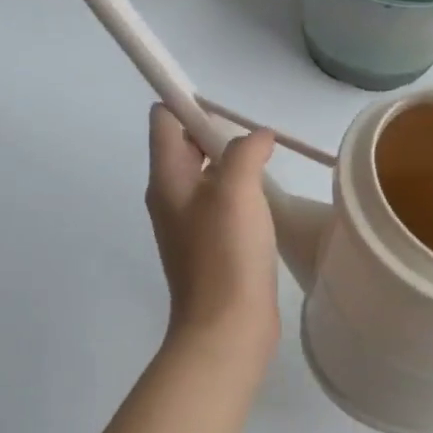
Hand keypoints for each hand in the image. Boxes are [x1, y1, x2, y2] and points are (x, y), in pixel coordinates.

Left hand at [145, 106, 280, 361]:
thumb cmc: (227, 254)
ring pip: (208, 178)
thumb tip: (258, 137)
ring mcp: (190, 226)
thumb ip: (245, 151)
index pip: (164, 121)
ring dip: (235, 167)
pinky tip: (267, 206)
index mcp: (166, 179)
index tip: (231, 115)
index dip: (191, 105)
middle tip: (258, 146)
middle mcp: (171, 198)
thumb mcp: (236, 190)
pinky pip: (222, 206)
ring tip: (268, 173)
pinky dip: (242, 196)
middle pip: (186, 147)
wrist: (227, 327)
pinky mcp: (211, 249)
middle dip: (219, 135)